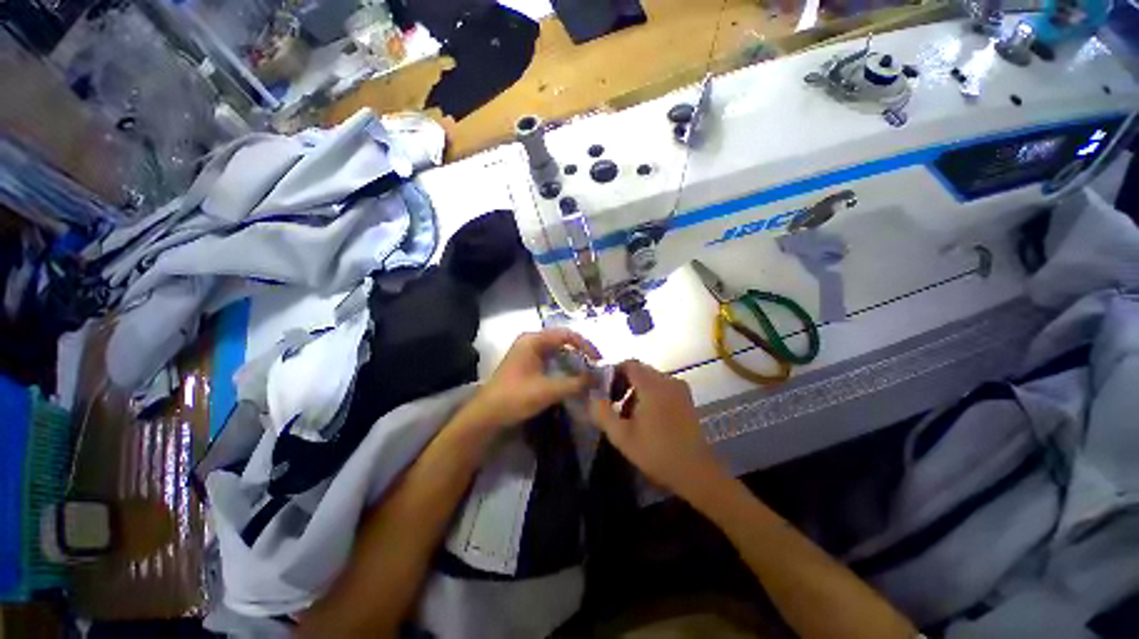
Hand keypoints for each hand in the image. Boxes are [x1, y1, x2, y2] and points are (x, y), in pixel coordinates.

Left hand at [462, 328, 600, 432]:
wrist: (487, 415)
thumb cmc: (515, 397)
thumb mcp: (548, 390)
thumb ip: (575, 383)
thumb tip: (598, 379)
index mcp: (533, 340)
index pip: (566, 335)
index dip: (585, 345)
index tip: (599, 360)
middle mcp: (531, 342)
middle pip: (562, 342)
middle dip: (580, 355)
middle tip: (595, 369)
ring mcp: (528, 354)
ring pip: (557, 353)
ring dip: (573, 363)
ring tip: (587, 376)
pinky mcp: (528, 366)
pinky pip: (551, 362)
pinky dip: (563, 370)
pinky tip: (572, 381)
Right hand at [590, 360, 726, 499]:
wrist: (696, 473)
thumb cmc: (656, 452)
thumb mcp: (621, 435)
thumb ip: (602, 413)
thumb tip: (591, 397)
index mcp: (653, 385)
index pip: (629, 364)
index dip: (613, 372)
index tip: (603, 389)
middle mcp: (668, 380)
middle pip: (640, 371)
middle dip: (623, 384)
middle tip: (612, 404)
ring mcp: (680, 389)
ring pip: (651, 380)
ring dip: (636, 391)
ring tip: (626, 414)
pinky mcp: (687, 400)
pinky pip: (662, 388)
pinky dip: (649, 396)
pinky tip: (645, 418)